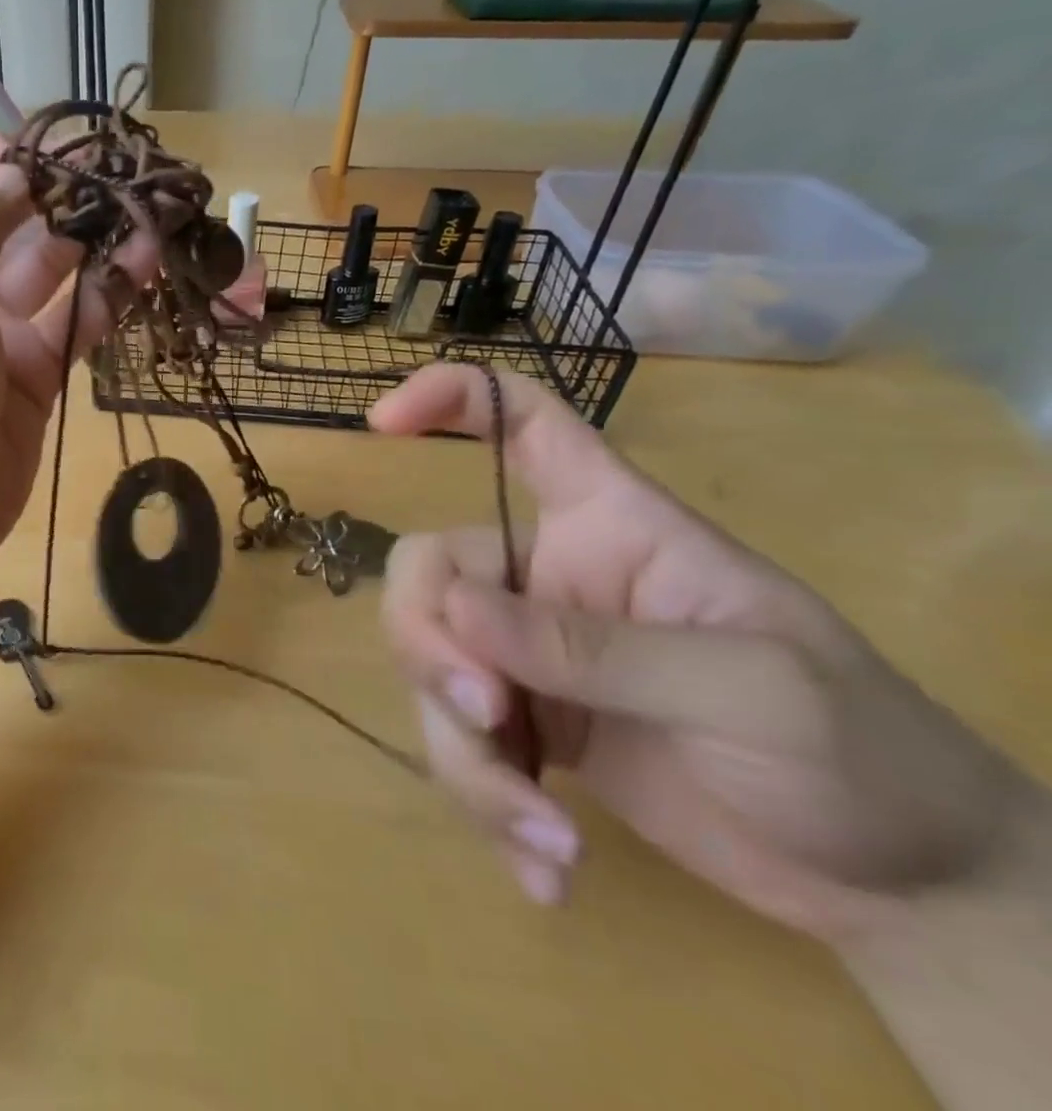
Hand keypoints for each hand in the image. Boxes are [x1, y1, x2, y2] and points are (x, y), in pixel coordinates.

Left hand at [0, 132, 149, 595]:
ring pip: (49, 274)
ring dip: (91, 246)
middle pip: (2, 222)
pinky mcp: (31, 379)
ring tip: (146, 221)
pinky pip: (72, 327)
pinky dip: (105, 301)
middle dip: (54, 197)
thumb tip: (10, 172)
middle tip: (117, 179)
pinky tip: (144, 273)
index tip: (41, 156)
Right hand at [372, 364, 1029, 943]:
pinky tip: (550, 868)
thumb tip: (458, 616)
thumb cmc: (861, 754)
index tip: (381, 423)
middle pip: (430, 572)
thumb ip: (596, 648)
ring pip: (431, 669)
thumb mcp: (747, 691)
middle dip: (432, 645)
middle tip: (489, 717)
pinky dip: (487, 805)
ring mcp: (529, 655)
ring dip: (464, 754)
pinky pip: (458, 742)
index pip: (524, 425)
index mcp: (608, 525)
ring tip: (546, 835)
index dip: (452, 399)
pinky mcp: (526, 728)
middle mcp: (547, 577)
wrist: (906, 888)